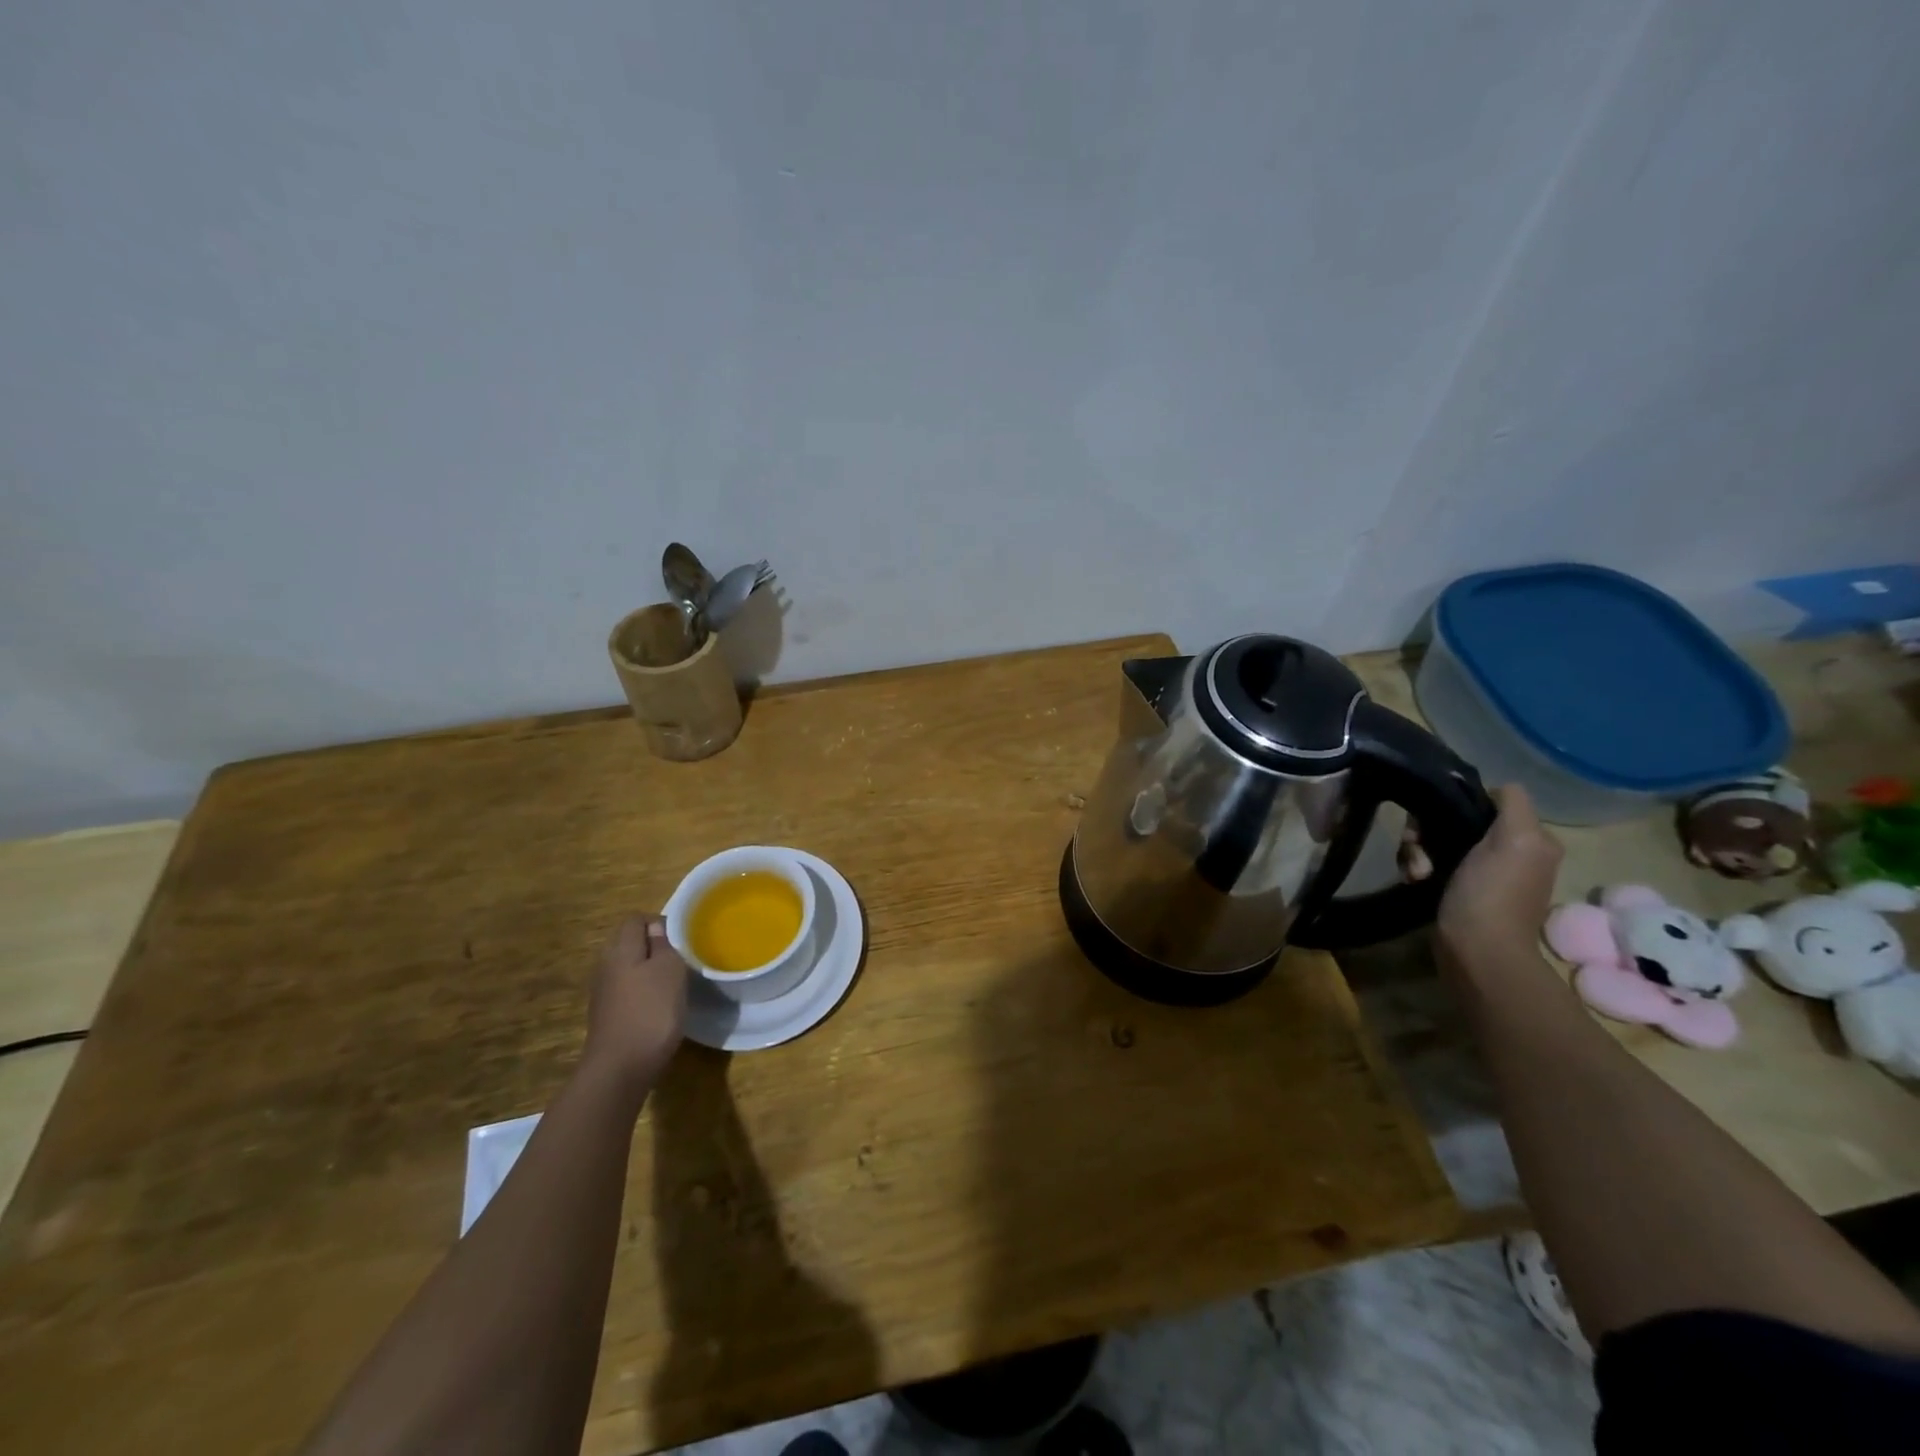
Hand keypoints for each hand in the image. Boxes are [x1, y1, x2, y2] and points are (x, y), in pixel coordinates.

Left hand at [582, 916, 686, 1096]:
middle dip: (655, 947)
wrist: (620, 1069)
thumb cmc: (651, 1011)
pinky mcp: (607, 1015)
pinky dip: (643, 994)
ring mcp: (603, 992)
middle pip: (630, 943)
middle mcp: (606, 965)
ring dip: (650, 972)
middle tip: (681, 960)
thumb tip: (657, 929)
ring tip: (674, 985)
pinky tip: (659, 1008)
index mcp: (620, 949)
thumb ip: (664, 944)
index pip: (636, 919)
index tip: (681, 939)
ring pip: (629, 968)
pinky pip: (628, 991)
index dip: (659, 923)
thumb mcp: (670, 970)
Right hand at [1435, 784, 1562, 978]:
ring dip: (1417, 851)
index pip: (1483, 802)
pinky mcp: (1455, 889)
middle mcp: (1508, 852)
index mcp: (1529, 838)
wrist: (1475, 950)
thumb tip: (1496, 788)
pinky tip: (1414, 879)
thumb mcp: (1517, 839)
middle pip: (1454, 820)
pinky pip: (1428, 862)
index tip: (1435, 819)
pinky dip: (1417, 867)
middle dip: (1428, 831)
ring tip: (1416, 871)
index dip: (1455, 804)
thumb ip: (1513, 804)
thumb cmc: (1493, 893)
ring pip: (1435, 841)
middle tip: (1418, 849)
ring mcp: (1480, 872)